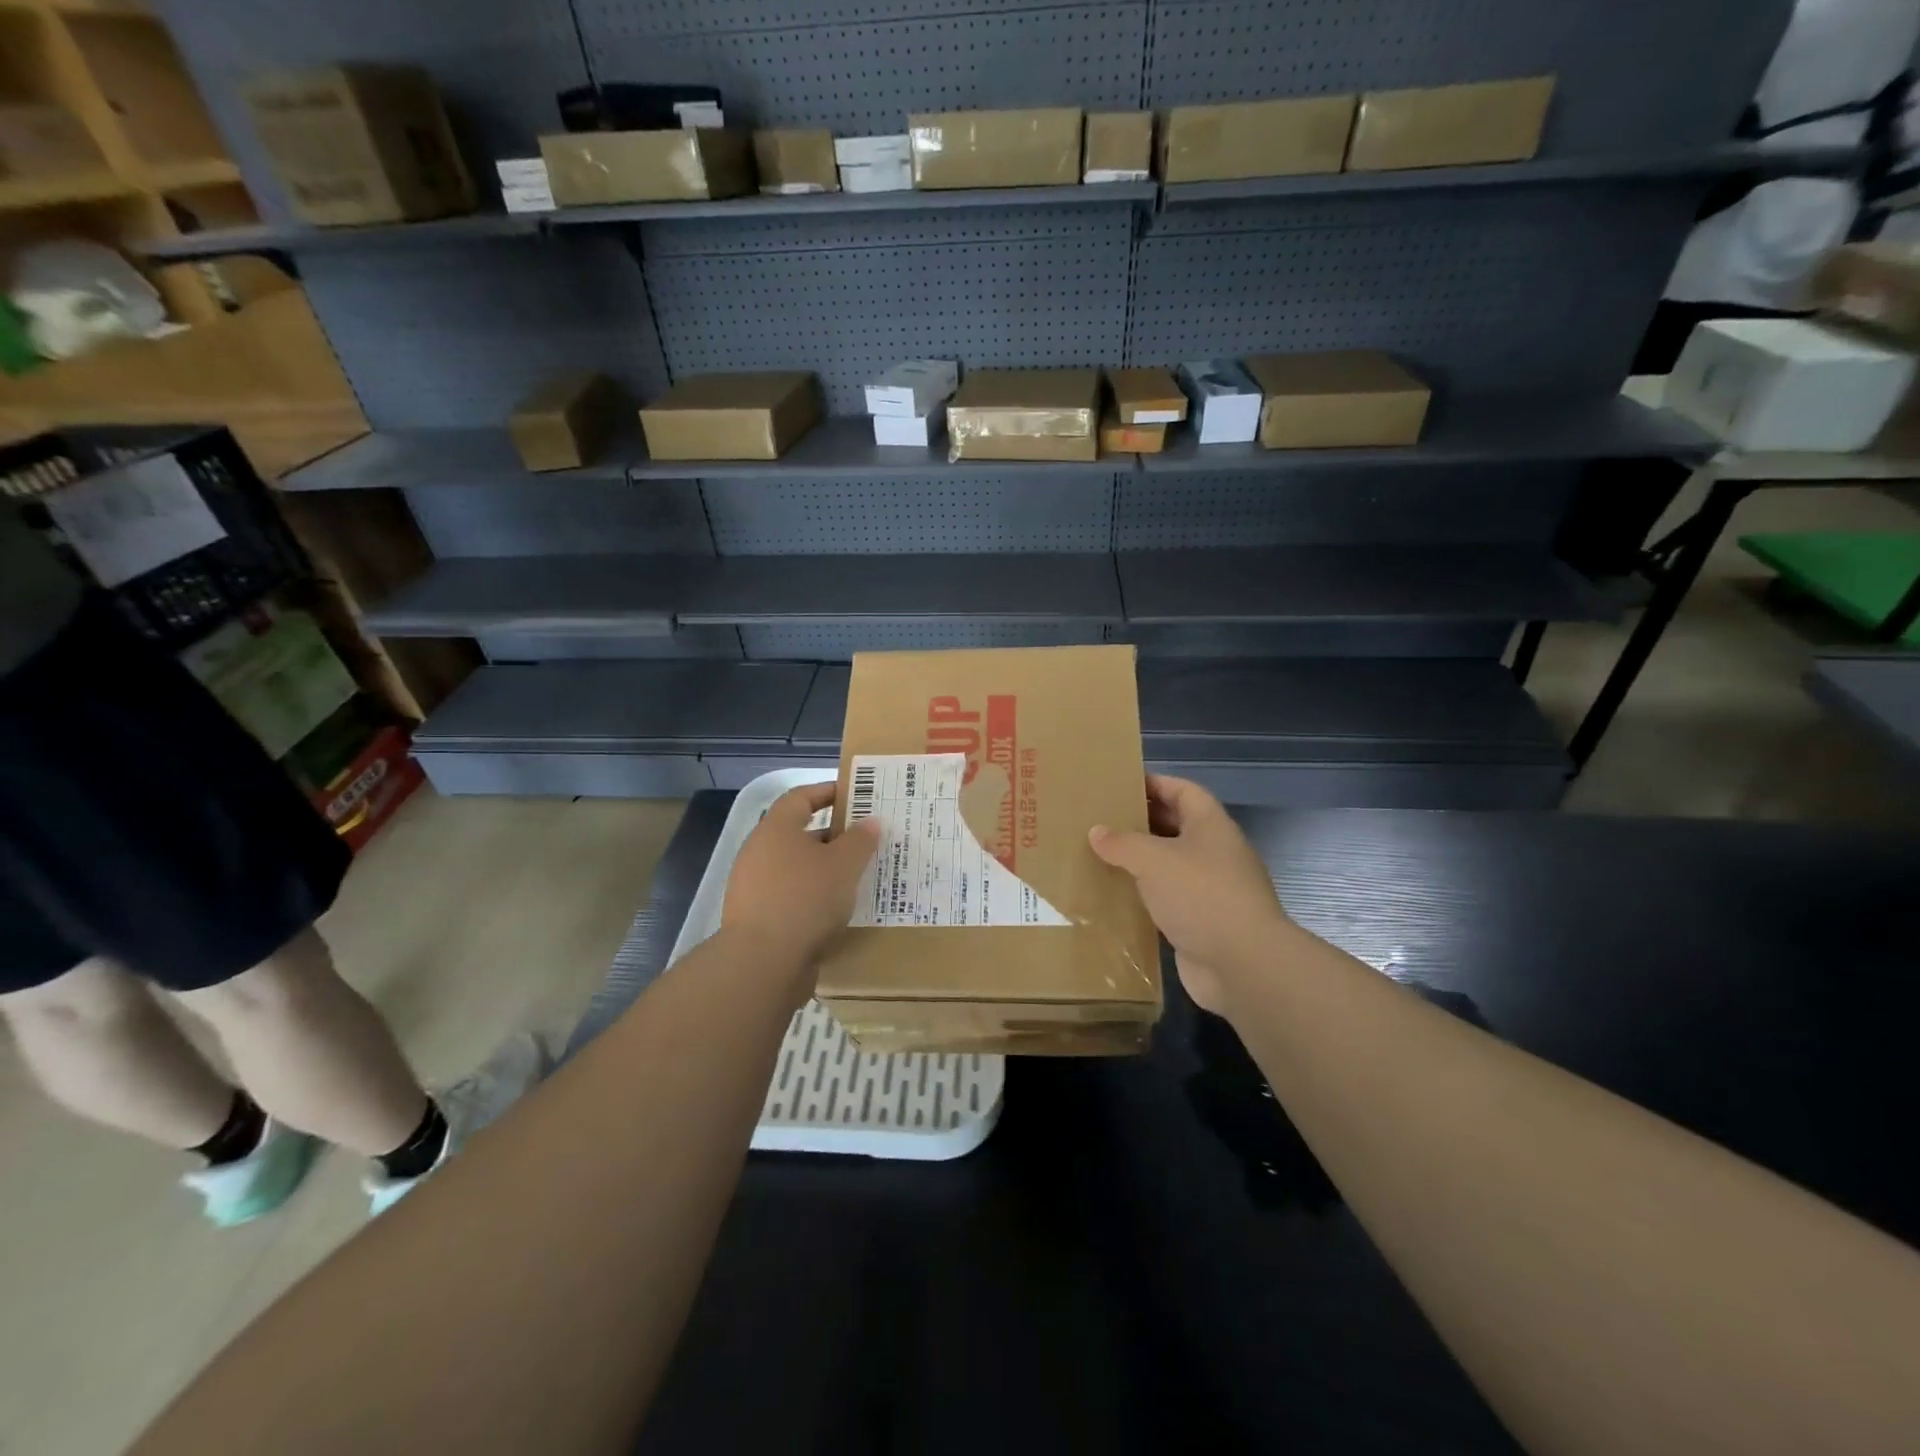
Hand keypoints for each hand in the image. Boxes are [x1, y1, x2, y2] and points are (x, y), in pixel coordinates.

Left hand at [724, 783, 879, 972]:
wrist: (762, 963)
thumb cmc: (805, 899)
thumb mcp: (844, 865)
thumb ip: (860, 840)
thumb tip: (870, 821)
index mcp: (775, 829)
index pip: (800, 797)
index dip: (827, 792)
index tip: (855, 795)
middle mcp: (759, 852)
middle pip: (799, 833)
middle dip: (833, 836)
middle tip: (866, 841)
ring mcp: (753, 887)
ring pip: (797, 868)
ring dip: (825, 870)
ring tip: (858, 877)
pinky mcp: (757, 919)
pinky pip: (792, 897)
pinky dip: (814, 897)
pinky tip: (838, 910)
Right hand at [1089, 774, 1291, 1013]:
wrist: (1243, 964)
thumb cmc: (1202, 896)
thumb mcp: (1154, 860)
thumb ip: (1123, 843)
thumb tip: (1097, 832)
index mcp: (1211, 826)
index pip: (1183, 791)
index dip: (1155, 784)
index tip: (1120, 785)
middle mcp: (1214, 853)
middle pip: (1176, 826)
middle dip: (1142, 822)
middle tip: (1101, 821)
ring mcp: (1211, 890)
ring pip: (1170, 866)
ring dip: (1140, 862)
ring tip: (1100, 857)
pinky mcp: (1202, 923)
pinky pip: (1168, 900)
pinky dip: (1144, 896)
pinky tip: (1115, 897)